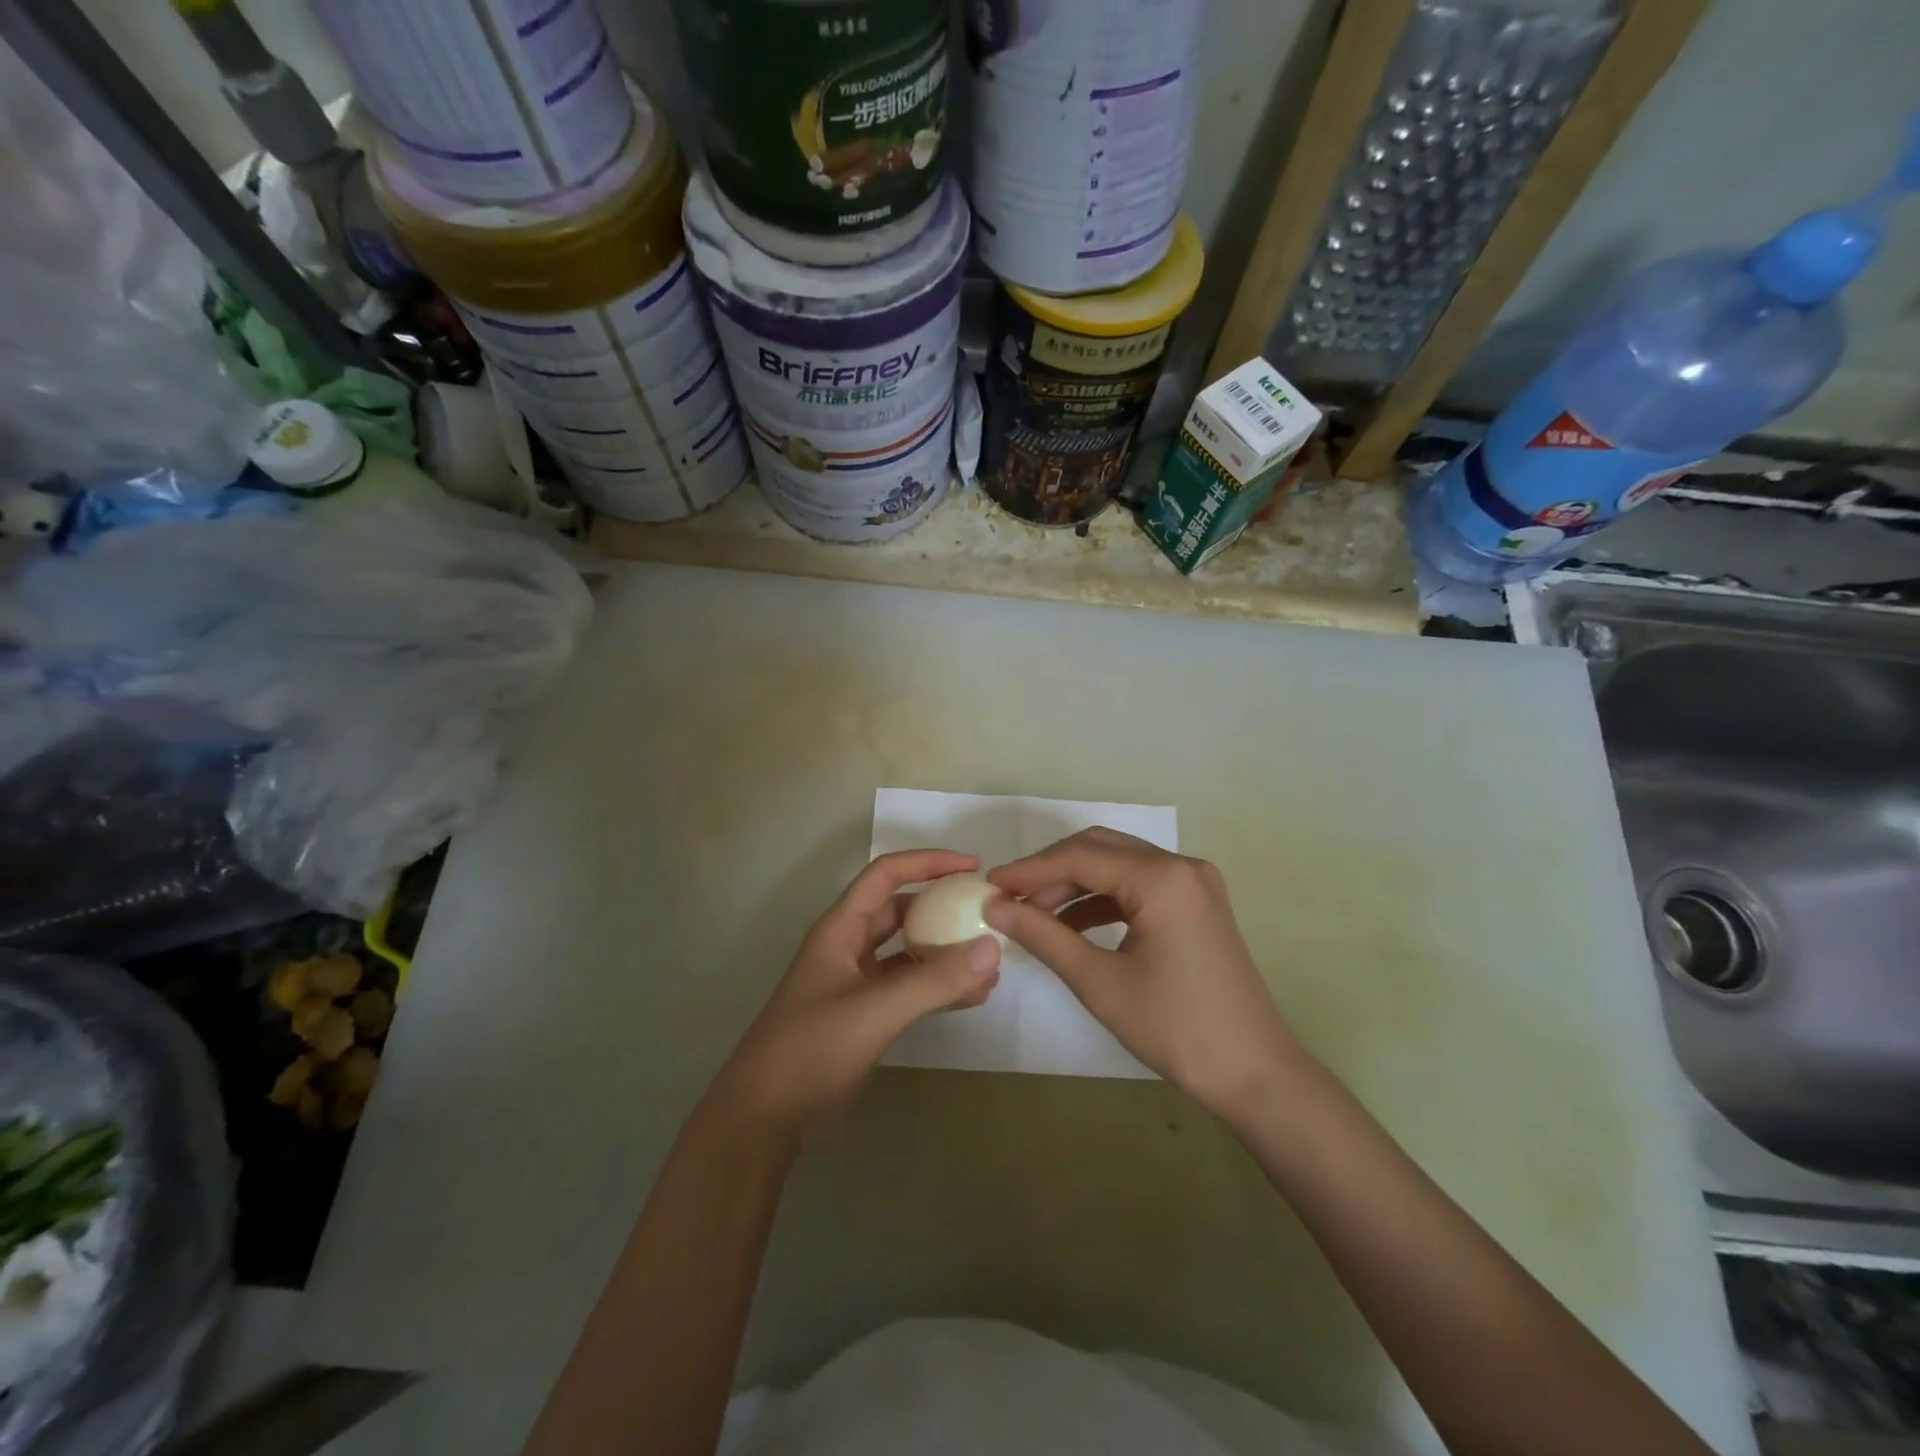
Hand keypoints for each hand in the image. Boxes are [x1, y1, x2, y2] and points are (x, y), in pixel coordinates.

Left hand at [705, 850, 1001, 1146]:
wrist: (763, 1118)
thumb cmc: (811, 1049)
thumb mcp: (876, 1010)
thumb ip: (935, 981)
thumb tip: (993, 948)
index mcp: (841, 928)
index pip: (886, 875)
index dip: (928, 862)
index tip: (973, 867)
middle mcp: (848, 946)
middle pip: (901, 910)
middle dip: (942, 906)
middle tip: (987, 914)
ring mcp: (855, 982)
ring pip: (908, 951)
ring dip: (945, 952)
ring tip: (990, 962)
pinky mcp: (864, 1015)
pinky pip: (908, 987)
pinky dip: (938, 987)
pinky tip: (973, 997)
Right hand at [985, 828, 1304, 1119]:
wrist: (1254, 1074)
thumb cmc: (1175, 1028)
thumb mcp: (1100, 983)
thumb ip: (1044, 936)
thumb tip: (995, 907)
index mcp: (1162, 878)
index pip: (1081, 856)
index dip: (1031, 870)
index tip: (990, 884)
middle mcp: (1182, 866)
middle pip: (1101, 849)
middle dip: (1051, 871)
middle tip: (1010, 897)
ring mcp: (1194, 883)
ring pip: (1119, 865)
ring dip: (1075, 884)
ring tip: (1034, 914)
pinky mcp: (1197, 904)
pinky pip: (1139, 886)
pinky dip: (1103, 899)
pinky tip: (1072, 924)